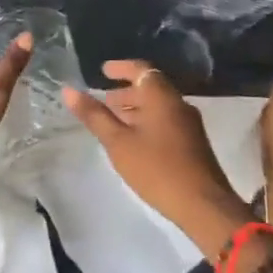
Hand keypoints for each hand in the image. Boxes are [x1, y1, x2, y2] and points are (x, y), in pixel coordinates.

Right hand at [64, 61, 252, 262]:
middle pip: (150, 87)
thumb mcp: (118, 143)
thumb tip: (69, 91)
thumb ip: (95, 116)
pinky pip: (166, 120)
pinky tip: (136, 142)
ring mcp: (189, 123)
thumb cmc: (156, 168)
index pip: (141, 69)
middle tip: (104, 101)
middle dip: (126, 92)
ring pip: (159, 106)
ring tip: (115, 122)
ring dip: (137, 108)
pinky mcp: (194, 142)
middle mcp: (178, 102)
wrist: (203, 204)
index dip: (121, 68)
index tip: (103, 71)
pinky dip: (148, 121)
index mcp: (161, 96)